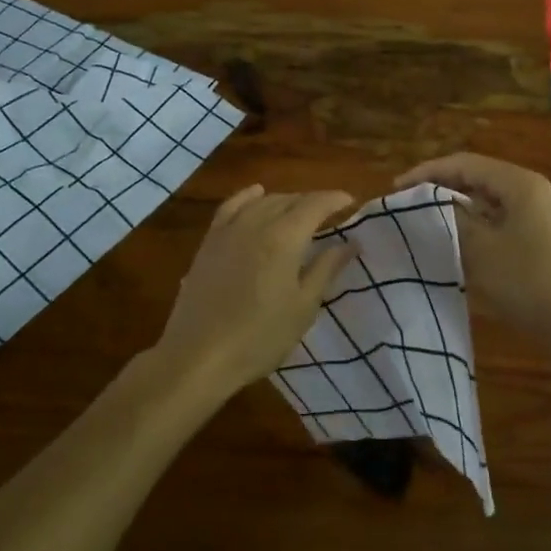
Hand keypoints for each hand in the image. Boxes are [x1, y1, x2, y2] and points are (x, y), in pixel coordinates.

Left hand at [150, 185, 359, 398]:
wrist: (198, 356)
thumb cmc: (260, 337)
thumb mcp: (303, 306)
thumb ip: (327, 268)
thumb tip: (351, 242)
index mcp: (285, 238)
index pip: (315, 204)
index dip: (335, 199)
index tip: (351, 202)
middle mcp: (256, 223)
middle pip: (289, 200)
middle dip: (313, 202)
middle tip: (331, 214)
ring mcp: (229, 231)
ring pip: (262, 202)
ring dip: (285, 201)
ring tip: (300, 211)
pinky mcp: (209, 242)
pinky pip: (231, 207)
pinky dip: (248, 197)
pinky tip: (256, 194)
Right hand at [394, 153, 550, 352]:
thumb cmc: (528, 280)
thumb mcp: (481, 249)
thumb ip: (453, 220)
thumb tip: (431, 205)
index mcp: (519, 184)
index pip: (465, 164)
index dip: (428, 172)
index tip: (396, 189)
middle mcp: (530, 191)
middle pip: (477, 179)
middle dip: (441, 189)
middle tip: (407, 204)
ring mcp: (538, 215)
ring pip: (487, 202)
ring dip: (457, 209)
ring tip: (425, 222)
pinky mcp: (539, 239)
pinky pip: (498, 222)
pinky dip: (475, 227)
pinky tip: (455, 243)